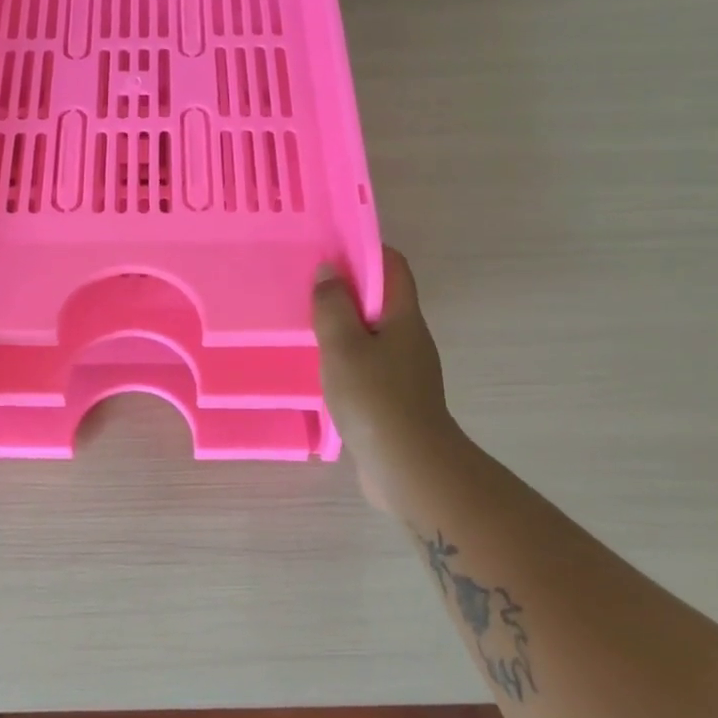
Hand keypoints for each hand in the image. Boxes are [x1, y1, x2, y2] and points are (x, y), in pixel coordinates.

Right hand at [314, 247, 458, 512]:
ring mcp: (405, 370)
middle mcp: (410, 338)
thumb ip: (333, 305)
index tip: (329, 249)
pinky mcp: (395, 398)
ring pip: (373, 332)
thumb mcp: (344, 345)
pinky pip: (369, 362)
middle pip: (382, 298)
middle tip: (308, 286)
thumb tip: (328, 270)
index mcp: (404, 317)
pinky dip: (346, 355)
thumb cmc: (375, 398)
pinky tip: (322, 367)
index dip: (365, 250)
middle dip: (348, 287)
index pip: (392, 267)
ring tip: (307, 323)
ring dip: (344, 324)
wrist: (409, 468)